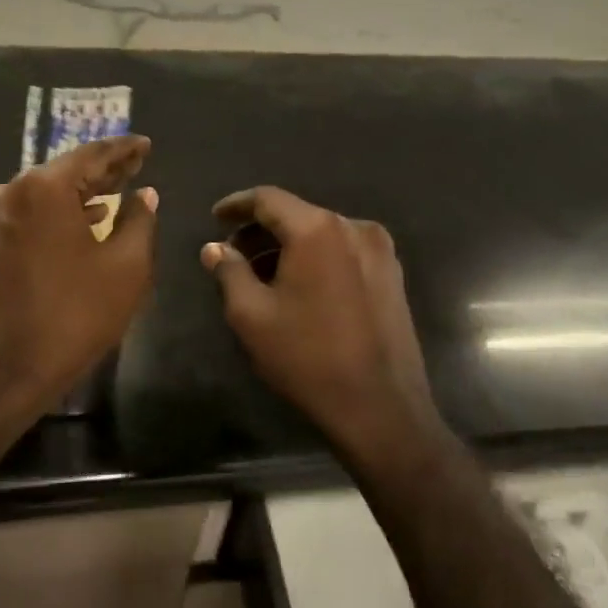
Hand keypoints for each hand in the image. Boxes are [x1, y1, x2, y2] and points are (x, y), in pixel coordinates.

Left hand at [0, 136, 156, 442]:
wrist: (3, 373)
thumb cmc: (73, 317)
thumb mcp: (126, 268)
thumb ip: (139, 221)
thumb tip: (145, 195)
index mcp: (44, 188)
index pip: (93, 155)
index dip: (124, 150)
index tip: (146, 144)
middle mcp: (11, 190)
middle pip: (67, 170)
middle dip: (104, 169)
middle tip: (137, 163)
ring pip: (47, 193)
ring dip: (83, 192)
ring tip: (119, 189)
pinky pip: (31, 213)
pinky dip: (60, 212)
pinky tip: (87, 219)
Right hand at [200, 186, 441, 464]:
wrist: (381, 408)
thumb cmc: (308, 358)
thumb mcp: (252, 315)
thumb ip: (229, 272)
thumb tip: (214, 248)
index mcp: (318, 229)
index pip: (268, 199)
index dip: (237, 205)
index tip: (215, 218)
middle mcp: (354, 228)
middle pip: (297, 214)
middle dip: (261, 231)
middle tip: (233, 255)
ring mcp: (380, 251)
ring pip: (321, 234)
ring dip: (288, 247)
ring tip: (261, 275)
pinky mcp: (393, 275)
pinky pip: (343, 252)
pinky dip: (315, 259)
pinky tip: (298, 287)